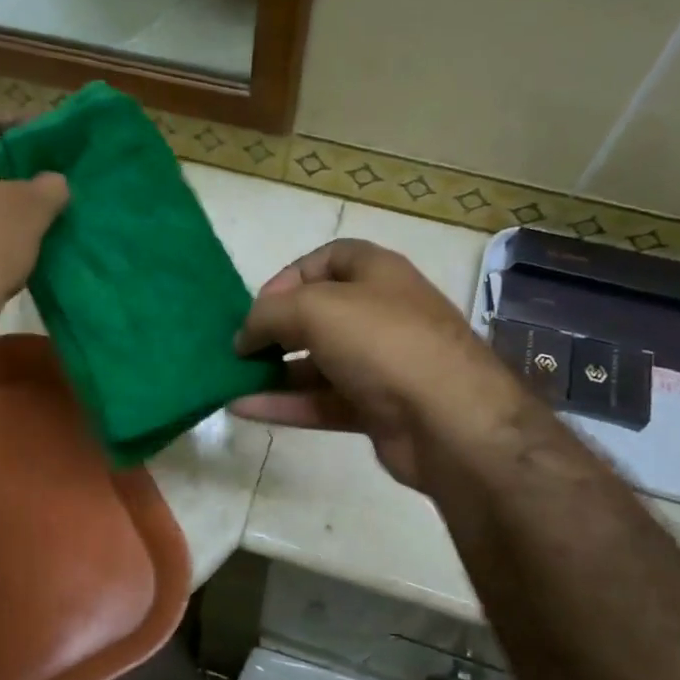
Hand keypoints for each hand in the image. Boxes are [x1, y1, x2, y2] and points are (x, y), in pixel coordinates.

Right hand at [231, 240, 517, 490]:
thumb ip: (269, 314)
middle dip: (275, 329)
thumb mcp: (315, 309)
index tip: (257, 306)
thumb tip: (244, 336)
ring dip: (273, 372)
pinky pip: (321, 402)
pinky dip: (285, 404)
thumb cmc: (383, 343)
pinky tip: (243, 408)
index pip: (327, 259)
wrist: (448, 419)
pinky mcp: (375, 409)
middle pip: (318, 315)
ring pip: (316, 364)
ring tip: (231, 380)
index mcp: (377, 274)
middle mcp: (380, 314)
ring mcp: (379, 365)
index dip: (288, 276)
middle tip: (240, 348)